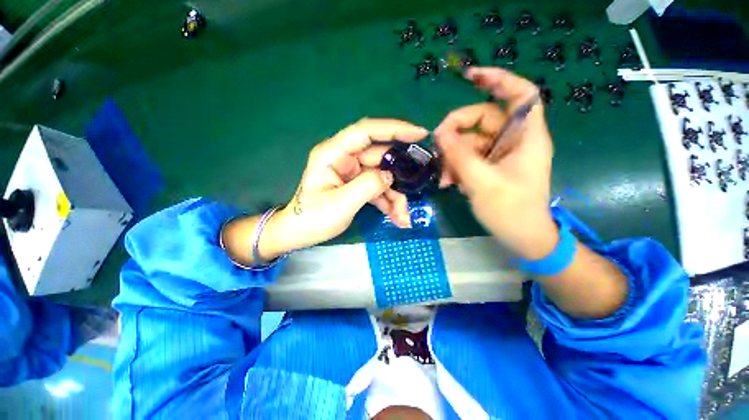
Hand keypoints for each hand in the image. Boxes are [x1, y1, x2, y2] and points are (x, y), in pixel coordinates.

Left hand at [268, 118, 428, 253]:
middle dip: (399, 175)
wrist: (299, 234)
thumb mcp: (341, 203)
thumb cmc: (312, 218)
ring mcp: (352, 173)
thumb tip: (390, 175)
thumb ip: (368, 186)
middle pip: (380, 158)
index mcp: (334, 153)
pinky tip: (397, 218)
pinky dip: (388, 202)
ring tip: (404, 216)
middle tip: (418, 186)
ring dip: (396, 196)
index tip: (419, 134)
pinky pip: (378, 189)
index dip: (393, 129)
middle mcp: (345, 158)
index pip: (366, 131)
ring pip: (382, 176)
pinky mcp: (356, 185)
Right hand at [434, 67, 557, 258]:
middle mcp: (513, 140)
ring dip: (452, 156)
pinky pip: (467, 157)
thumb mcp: (482, 182)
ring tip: (443, 178)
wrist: (522, 238)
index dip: (499, 80)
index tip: (471, 77)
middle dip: (457, 130)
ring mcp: (499, 154)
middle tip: (437, 146)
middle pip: (483, 118)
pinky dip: (455, 167)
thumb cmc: (511, 211)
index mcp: (525, 137)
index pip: (521, 94)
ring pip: (470, 141)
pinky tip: (448, 182)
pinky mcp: (489, 167)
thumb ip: (460, 155)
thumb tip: (440, 133)